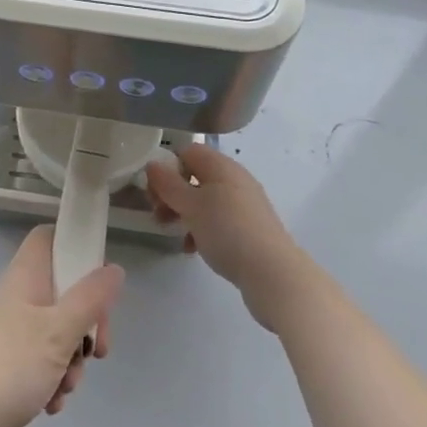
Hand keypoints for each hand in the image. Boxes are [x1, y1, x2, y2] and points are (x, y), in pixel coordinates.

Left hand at [0, 226, 124, 426]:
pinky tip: (50, 403)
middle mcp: (15, 294)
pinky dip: (51, 377)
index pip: (50, 238)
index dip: (76, 251)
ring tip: (66, 386)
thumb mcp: (60, 331)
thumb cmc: (11, 366)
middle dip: (84, 322)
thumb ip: (90, 299)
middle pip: (61, 289)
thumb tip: (113, 269)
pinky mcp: (3, 360)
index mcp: (25, 275)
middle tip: (96, 350)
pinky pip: (38, 358)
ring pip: (54, 329)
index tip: (98, 287)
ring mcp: (7, 328)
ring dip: (70, 357)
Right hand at [144, 143, 317, 332]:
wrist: (274, 274)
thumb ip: (168, 184)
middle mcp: (235, 179)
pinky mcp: (251, 228)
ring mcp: (245, 204)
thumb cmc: (227, 231)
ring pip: (206, 200)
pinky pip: (219, 220)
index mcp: (221, 166)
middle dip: (173, 194)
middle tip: (158, 215)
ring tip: (174, 234)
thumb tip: (153, 164)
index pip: (187, 152)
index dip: (167, 167)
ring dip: (185, 213)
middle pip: (195, 176)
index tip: (154, 192)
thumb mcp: (190, 206)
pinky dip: (203, 229)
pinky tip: (194, 249)